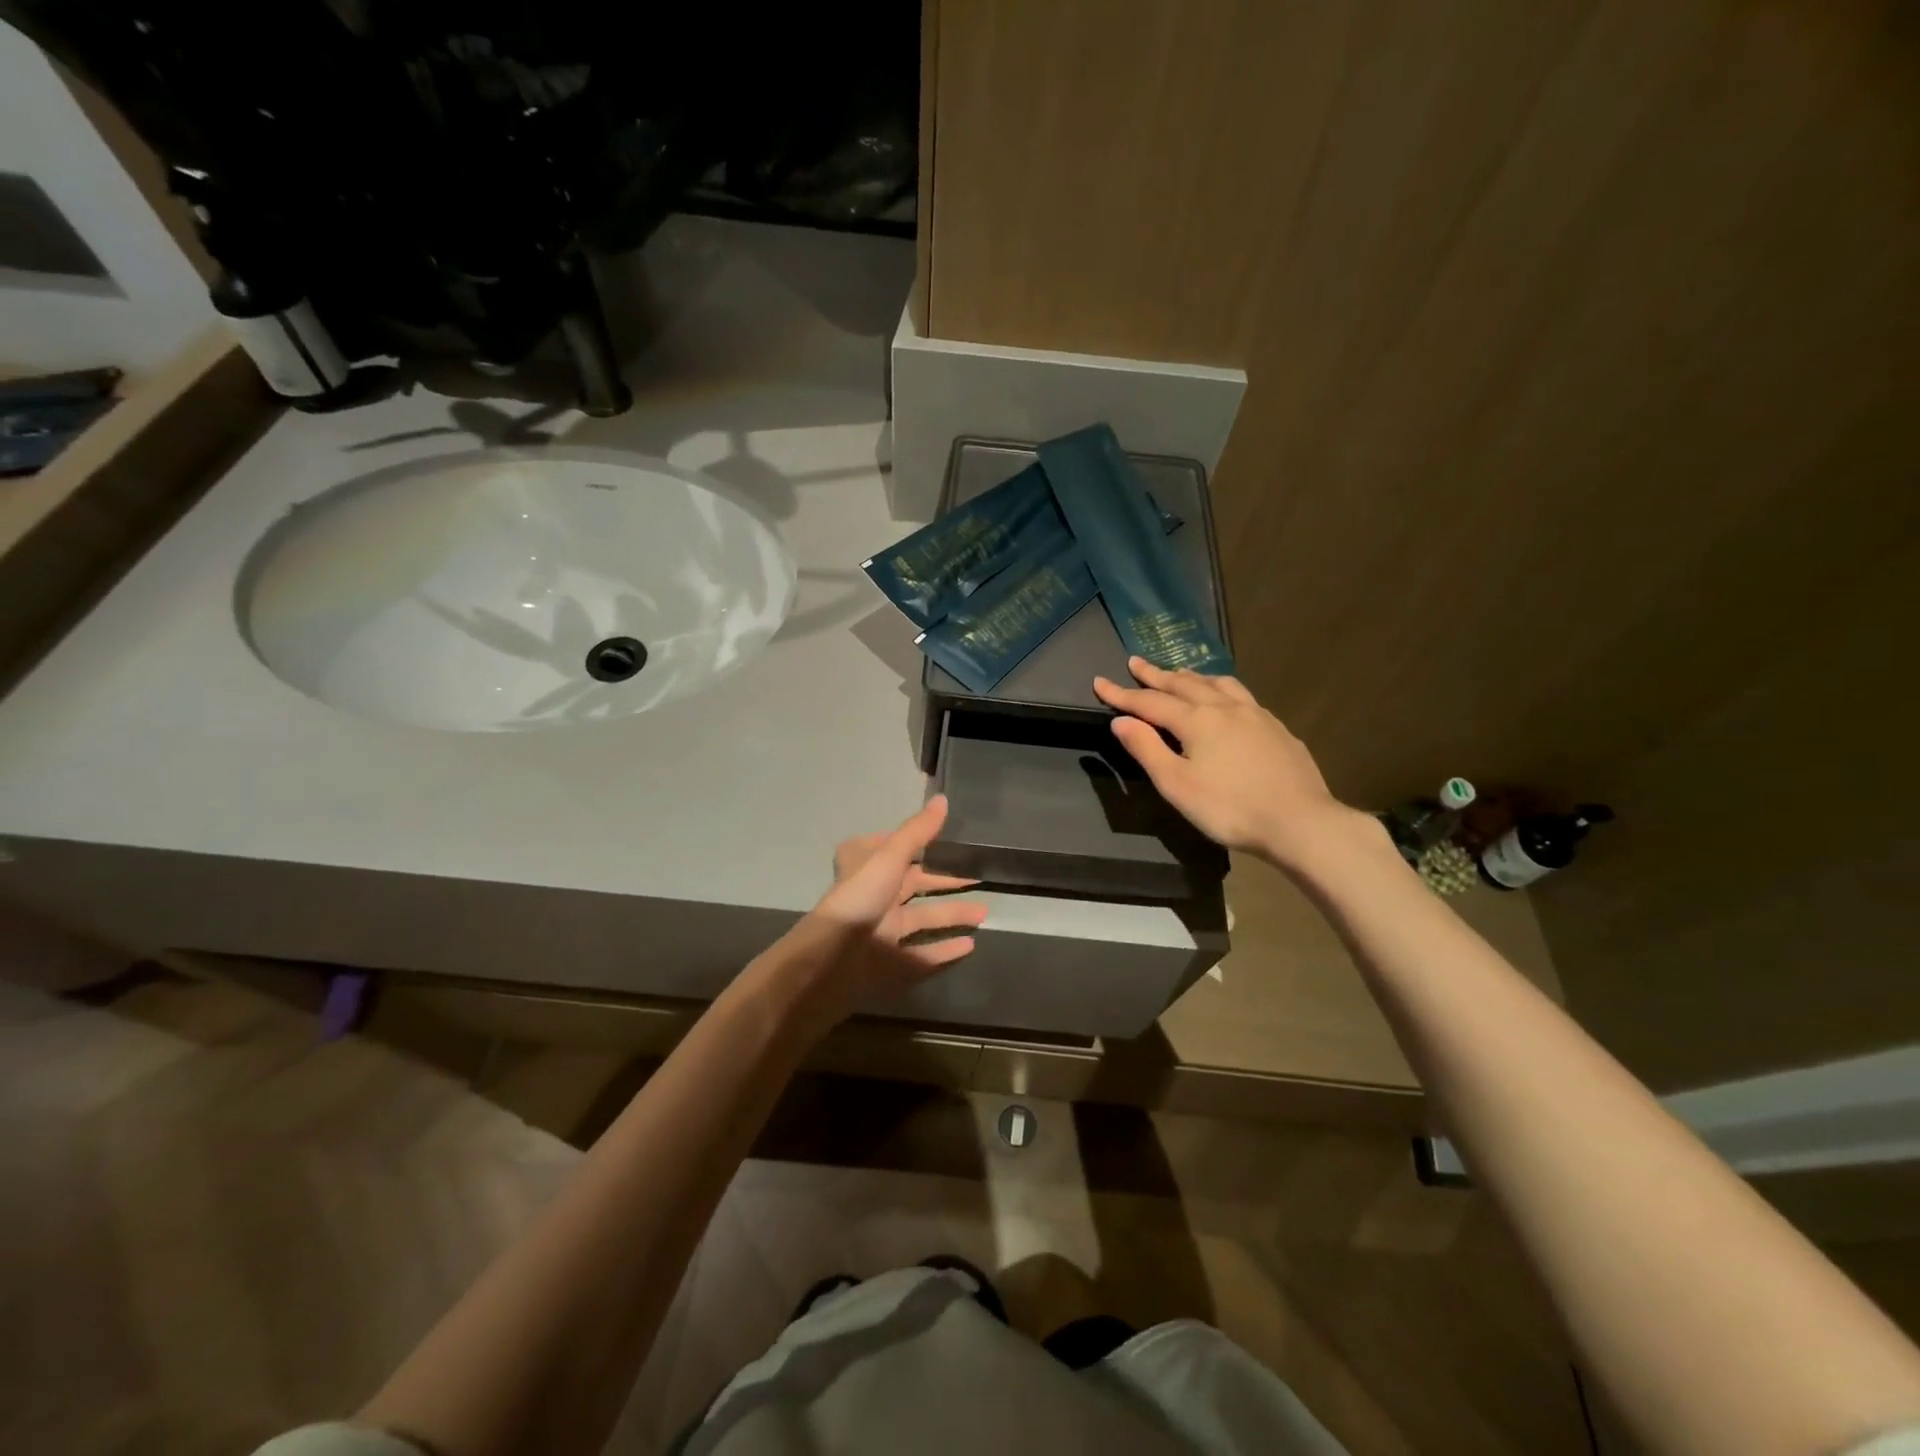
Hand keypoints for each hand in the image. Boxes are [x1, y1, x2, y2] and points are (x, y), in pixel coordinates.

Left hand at [757, 796, 987, 1036]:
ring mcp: (881, 931)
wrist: (829, 963)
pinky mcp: (889, 962)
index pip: (891, 848)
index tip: (947, 839)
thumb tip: (943, 799)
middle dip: (946, 881)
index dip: (915, 842)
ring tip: (985, 912)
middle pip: (914, 884)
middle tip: (980, 877)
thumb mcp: (889, 857)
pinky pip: (922, 954)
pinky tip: (970, 945)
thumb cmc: (858, 900)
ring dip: (952, 914)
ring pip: (922, 918)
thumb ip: (918, 832)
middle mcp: (874, 896)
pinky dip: (945, 950)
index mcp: (867, 868)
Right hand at [1093, 657, 1369, 869]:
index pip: (1150, 702)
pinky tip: (1226, 700)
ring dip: (1192, 676)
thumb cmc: (1229, 808)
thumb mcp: (1177, 784)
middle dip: (1156, 674)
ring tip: (1179, 673)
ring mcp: (1256, 715)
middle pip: (1183, 684)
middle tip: (1135, 662)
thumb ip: (1147, 749)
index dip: (1122, 694)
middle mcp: (1225, 707)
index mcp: (1197, 720)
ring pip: (1217, 684)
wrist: (1300, 821)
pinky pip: (1241, 695)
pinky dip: (1221, 689)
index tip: (1099, 682)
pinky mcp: (1277, 728)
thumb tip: (1122, 721)